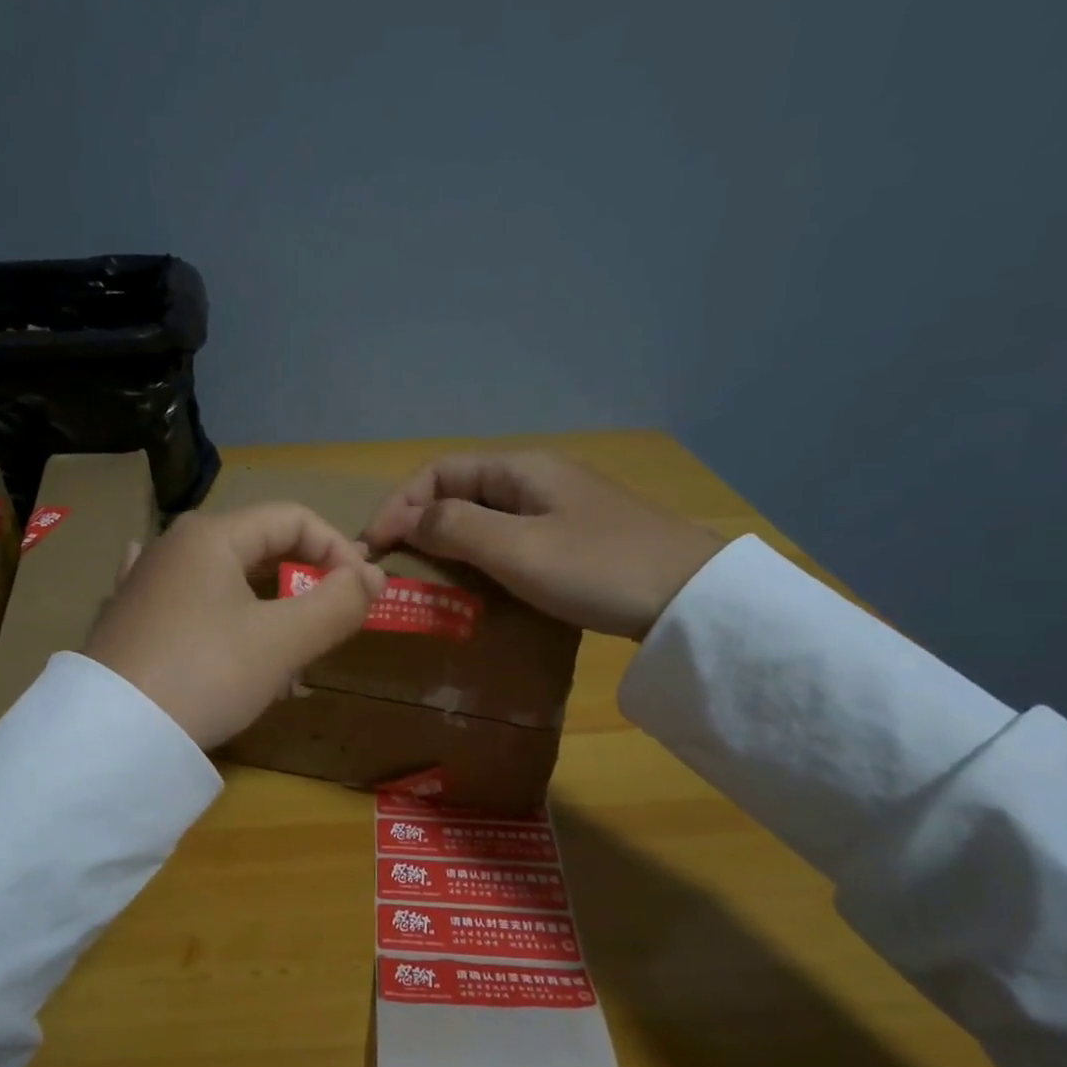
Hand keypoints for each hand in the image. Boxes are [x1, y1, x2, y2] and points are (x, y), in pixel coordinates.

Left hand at [84, 503, 386, 747]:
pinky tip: (218, 628)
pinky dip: (222, 620)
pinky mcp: (130, 620)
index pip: (293, 519)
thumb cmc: (205, 673)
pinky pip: (192, 607)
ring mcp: (145, 583)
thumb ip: (336, 604)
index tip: (365, 594)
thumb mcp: (282, 641)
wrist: (112, 736)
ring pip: (227, 582)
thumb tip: (372, 578)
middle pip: (260, 548)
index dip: (338, 549)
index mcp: (211, 535)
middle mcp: (174, 546)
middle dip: (305, 583)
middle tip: (333, 623)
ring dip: (269, 610)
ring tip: (289, 655)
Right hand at [361, 451, 725, 640]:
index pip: (438, 472)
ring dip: (448, 539)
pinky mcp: (574, 537)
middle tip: (394, 561)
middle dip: (419, 520)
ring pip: (484, 515)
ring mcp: (558, 507)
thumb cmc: (597, 567)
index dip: (399, 503)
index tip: (375, 545)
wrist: (691, 597)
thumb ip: (455, 527)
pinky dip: (480, 554)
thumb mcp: (516, 548)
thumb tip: (410, 520)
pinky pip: (510, 537)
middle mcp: (535, 479)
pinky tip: (477, 580)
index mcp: (519, 469)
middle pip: (460, 489)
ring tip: (425, 573)